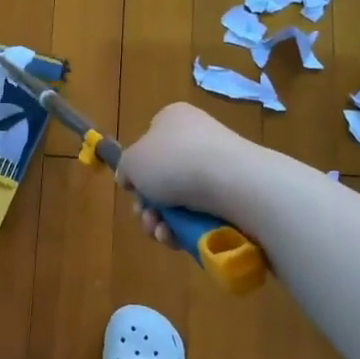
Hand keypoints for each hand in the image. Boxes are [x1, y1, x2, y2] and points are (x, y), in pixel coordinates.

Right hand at [117, 102, 255, 246]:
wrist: (231, 181)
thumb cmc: (174, 161)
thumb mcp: (132, 161)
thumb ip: (125, 169)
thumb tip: (130, 178)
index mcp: (173, 119)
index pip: (149, 143)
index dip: (138, 170)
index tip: (133, 190)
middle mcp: (197, 138)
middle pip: (162, 178)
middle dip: (148, 205)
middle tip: (146, 218)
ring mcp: (218, 166)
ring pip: (180, 202)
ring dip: (163, 222)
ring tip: (161, 233)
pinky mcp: (234, 193)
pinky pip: (202, 215)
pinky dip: (186, 230)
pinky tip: (178, 239)